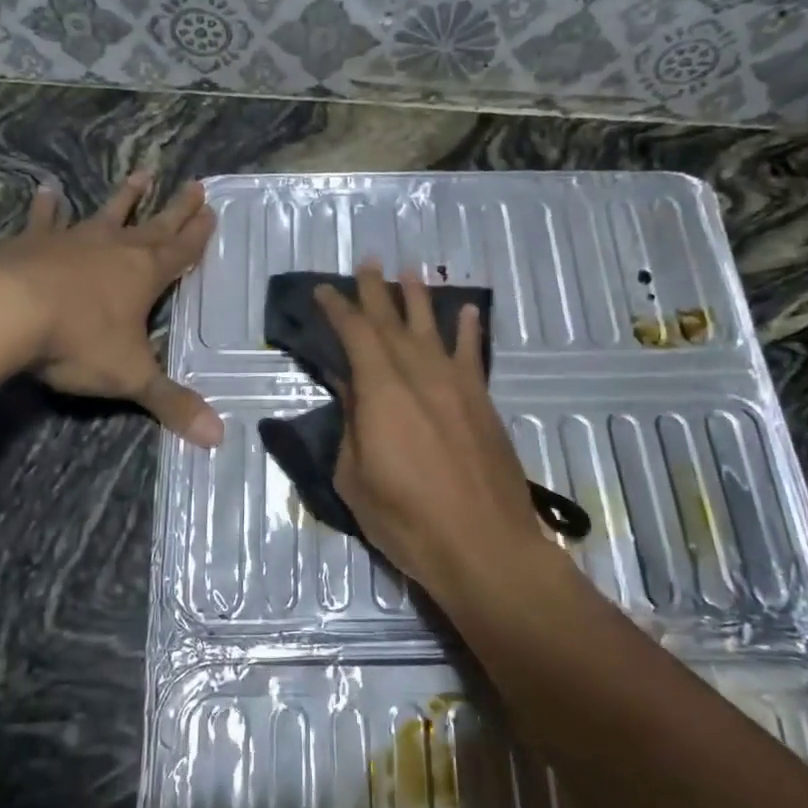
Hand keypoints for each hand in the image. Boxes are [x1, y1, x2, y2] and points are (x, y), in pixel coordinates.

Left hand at [0, 173, 222, 445]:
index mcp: (144, 275)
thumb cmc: (77, 342)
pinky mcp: (32, 242)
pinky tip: (48, 189)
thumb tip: (218, 439)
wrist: (5, 313)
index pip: (181, 251)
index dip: (198, 234)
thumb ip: (172, 404)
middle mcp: (114, 249)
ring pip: (106, 214)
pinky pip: (45, 220)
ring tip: (141, 174)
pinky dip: (48, 206)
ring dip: (126, 197)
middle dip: (176, 208)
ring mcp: (72, 241)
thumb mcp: (131, 377)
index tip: (212, 209)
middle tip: (195, 184)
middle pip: (154, 225)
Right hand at [313, 262, 554, 604]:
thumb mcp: (355, 478)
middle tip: (367, 262)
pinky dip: (469, 330)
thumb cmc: (407, 520)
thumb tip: (351, 390)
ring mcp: (456, 385)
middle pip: (393, 321)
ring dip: (419, 297)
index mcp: (381, 391)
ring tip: (410, 270)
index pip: (355, 335)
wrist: (483, 545)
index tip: (323, 290)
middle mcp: (419, 374)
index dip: (337, 309)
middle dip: (376, 290)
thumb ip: (351, 426)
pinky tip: (468, 311)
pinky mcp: (482, 401)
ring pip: (433, 328)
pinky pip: (473, 354)